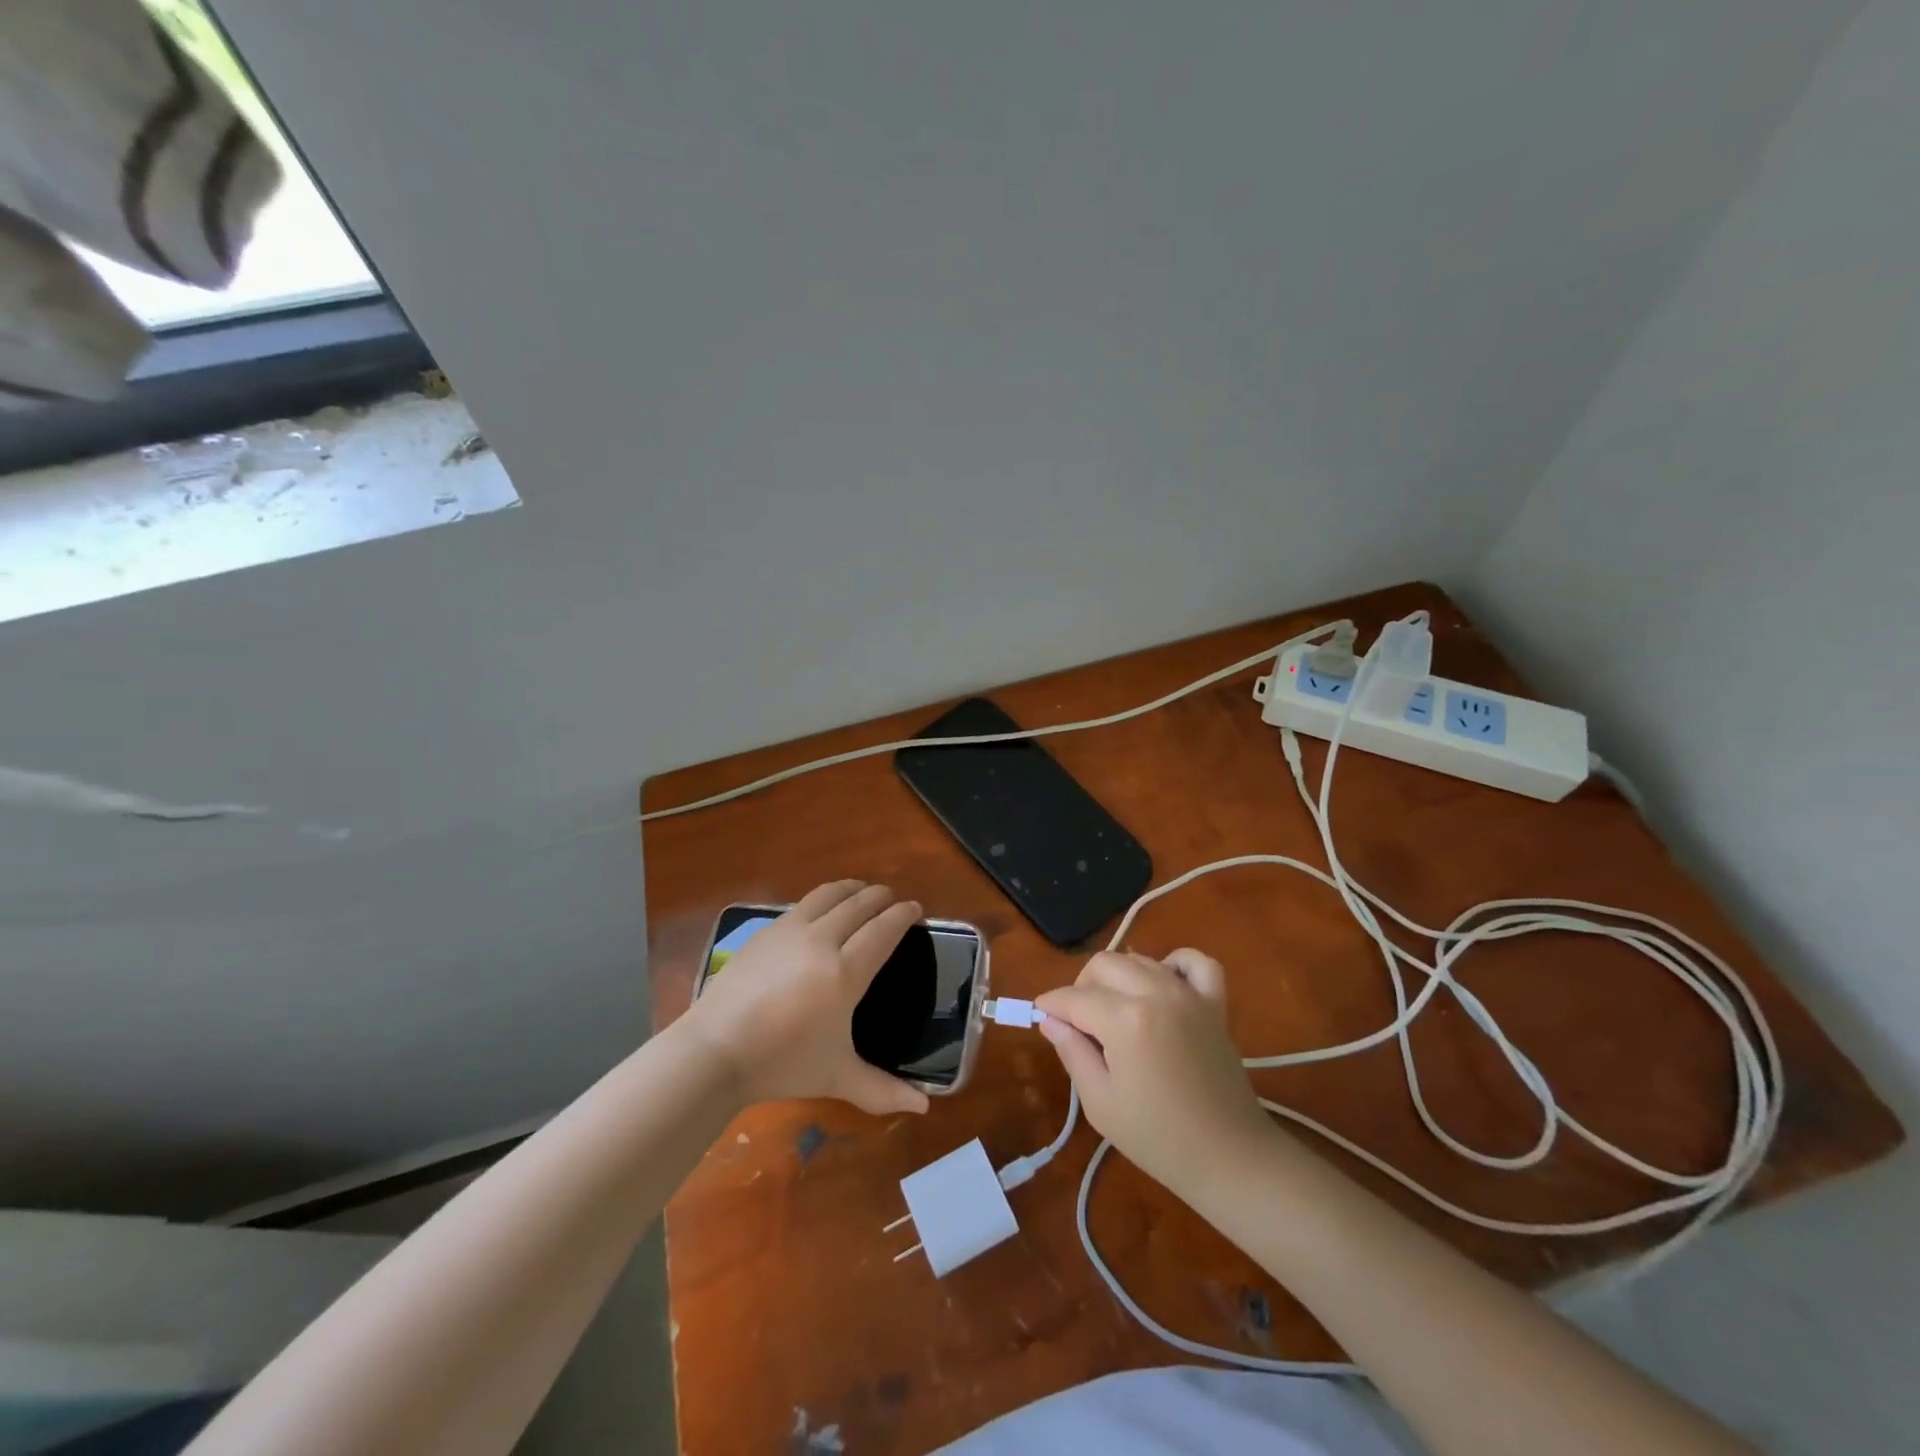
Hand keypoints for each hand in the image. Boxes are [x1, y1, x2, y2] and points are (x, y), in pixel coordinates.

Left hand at [682, 881, 931, 1116]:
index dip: (902, 915)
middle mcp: (822, 941)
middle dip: (880, 896)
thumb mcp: (837, 1077)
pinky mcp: (765, 932)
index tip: (915, 908)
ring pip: (828, 895)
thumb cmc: (782, 1063)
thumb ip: (882, 1090)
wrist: (715, 1050)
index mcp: (845, 972)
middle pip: (859, 905)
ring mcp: (790, 932)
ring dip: (850, 888)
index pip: (883, 930)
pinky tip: (820, 909)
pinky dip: (822, 899)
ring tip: (860, 890)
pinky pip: (802, 905)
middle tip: (892, 898)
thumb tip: (924, 1108)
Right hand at [1036, 949, 1272, 1196]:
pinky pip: (1196, 962)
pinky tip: (1162, 985)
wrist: (1229, 1158)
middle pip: (1104, 965)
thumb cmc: (1157, 1138)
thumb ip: (1072, 1051)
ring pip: (1140, 960)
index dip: (1051, 1005)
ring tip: (1113, 1011)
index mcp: (1125, 1020)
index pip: (1074, 998)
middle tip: (1077, 1021)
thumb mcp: (1100, 1102)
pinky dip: (1175, 964)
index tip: (1040, 1015)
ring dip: (1119, 978)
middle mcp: (1156, 993)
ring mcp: (1189, 994)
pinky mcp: (1214, 1004)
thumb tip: (1050, 1020)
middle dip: (1081, 986)